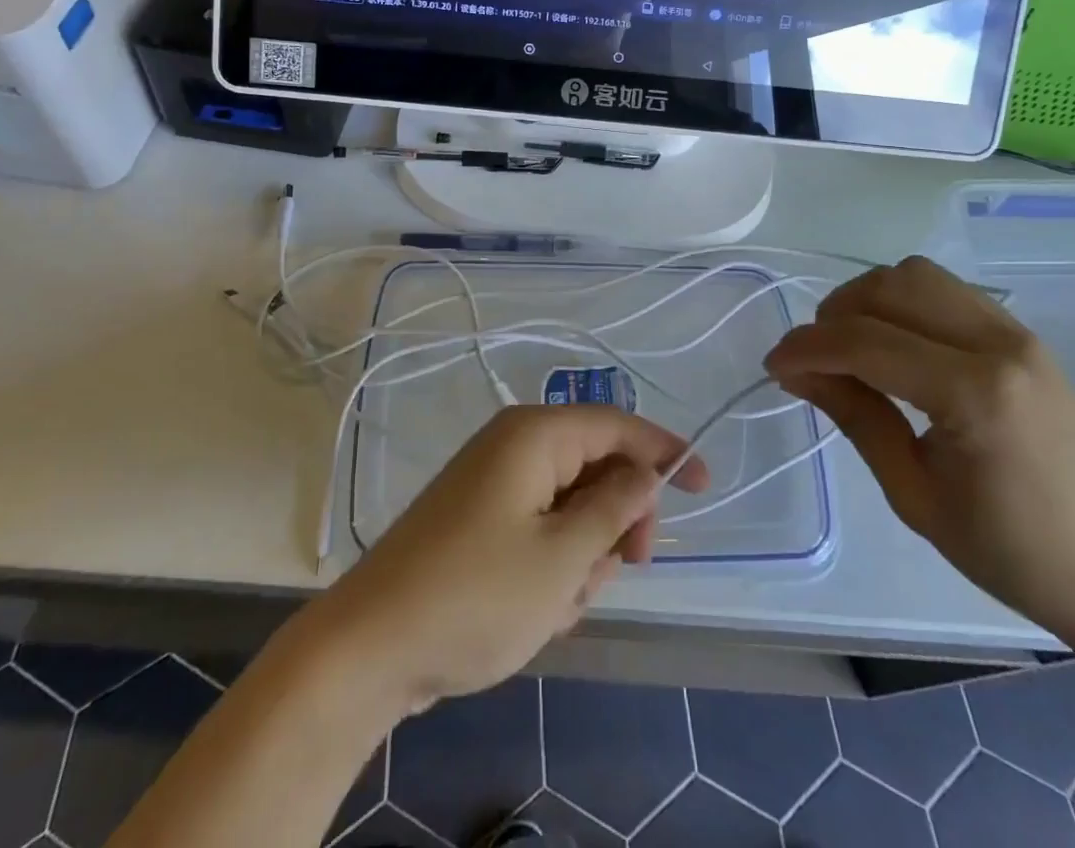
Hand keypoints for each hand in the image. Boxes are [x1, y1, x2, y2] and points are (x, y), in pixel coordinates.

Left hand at [306, 405, 708, 716]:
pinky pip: (540, 533)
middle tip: (623, 569)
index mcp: (534, 436)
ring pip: (571, 509)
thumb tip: (646, 472)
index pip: (617, 425)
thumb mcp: (562, 557)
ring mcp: (493, 485)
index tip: (704, 485)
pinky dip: (552, 569)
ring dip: (582, 557)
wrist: (369, 648)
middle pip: (596, 468)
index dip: (664, 450)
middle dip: (617, 522)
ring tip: (558, 603)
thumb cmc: (475, 596)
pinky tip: (534, 612)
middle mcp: (514, 447)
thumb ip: (615, 508)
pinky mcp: (480, 523)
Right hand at [767, 256, 1074, 651]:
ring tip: (851, 346)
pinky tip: (895, 344)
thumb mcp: (915, 496)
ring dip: (869, 299)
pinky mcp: (1023, 336)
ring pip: (917, 275)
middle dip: (834, 314)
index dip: (807, 347)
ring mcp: (1017, 333)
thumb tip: (797, 372)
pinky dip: (904, 302)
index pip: (865, 341)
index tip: (774, 366)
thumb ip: (856, 418)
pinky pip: (947, 291)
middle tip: (813, 359)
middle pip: (889, 288)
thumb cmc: (1013, 553)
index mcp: (974, 393)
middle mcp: (998, 344)